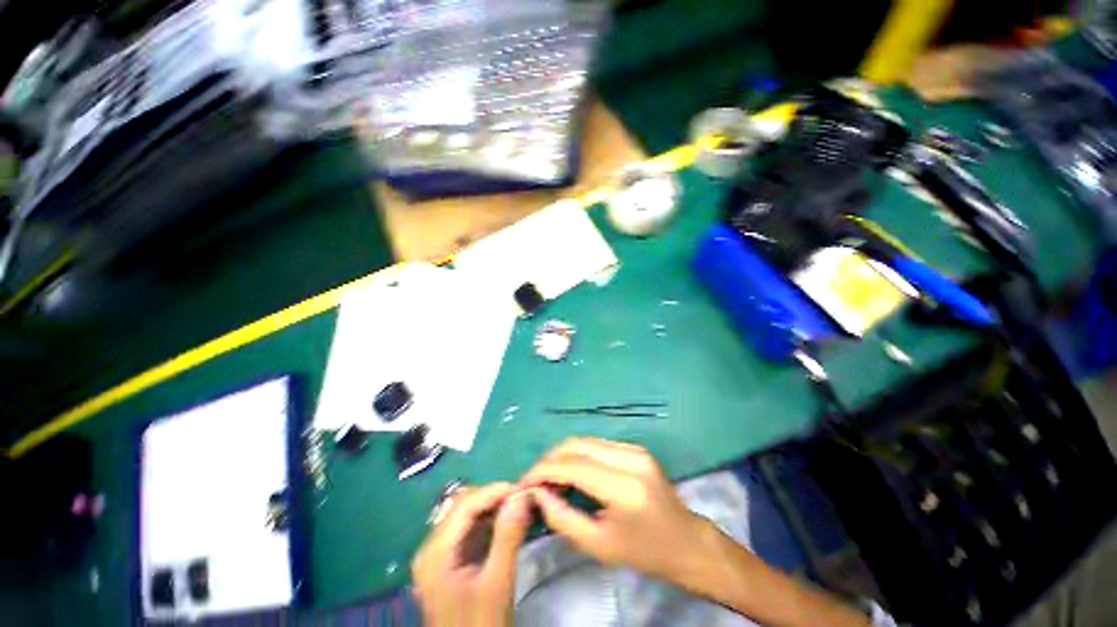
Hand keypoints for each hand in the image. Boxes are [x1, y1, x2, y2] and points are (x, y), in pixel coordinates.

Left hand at [412, 483, 531, 626]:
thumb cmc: (480, 626)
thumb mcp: (497, 583)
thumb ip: (508, 536)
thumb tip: (522, 495)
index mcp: (435, 553)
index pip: (464, 505)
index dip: (494, 491)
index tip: (522, 488)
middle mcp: (432, 547)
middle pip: (463, 506)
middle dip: (493, 497)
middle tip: (523, 497)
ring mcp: (439, 554)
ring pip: (467, 515)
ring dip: (493, 506)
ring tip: (519, 504)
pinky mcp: (450, 560)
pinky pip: (469, 529)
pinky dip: (489, 520)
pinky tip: (508, 519)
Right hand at [521, 437, 705, 582]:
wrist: (686, 541)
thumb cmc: (644, 552)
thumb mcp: (599, 545)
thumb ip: (562, 518)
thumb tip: (537, 493)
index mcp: (624, 487)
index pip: (573, 466)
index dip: (543, 470)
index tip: (523, 482)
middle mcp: (629, 458)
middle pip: (577, 445)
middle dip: (550, 458)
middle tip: (534, 478)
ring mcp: (635, 449)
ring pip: (586, 440)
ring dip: (562, 454)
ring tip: (548, 475)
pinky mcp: (635, 447)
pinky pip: (597, 444)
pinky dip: (578, 454)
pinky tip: (570, 470)